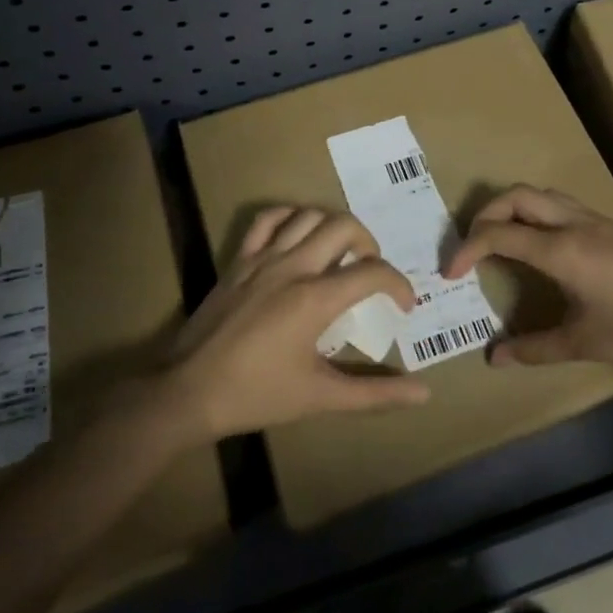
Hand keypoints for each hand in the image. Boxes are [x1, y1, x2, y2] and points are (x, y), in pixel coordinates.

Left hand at [157, 206, 430, 442]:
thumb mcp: (321, 397)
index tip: (403, 305)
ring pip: (308, 215)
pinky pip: (267, 219)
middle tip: (370, 271)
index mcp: (315, 299)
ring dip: (333, 227)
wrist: (187, 392)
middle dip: (369, 243)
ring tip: (340, 252)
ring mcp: (262, 258)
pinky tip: (299, 234)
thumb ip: (374, 394)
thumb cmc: (257, 395)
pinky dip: (291, 216)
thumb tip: (424, 394)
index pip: (373, 272)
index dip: (398, 284)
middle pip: (344, 226)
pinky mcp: (238, 260)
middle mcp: (293, 267)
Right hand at [444, 186, 612, 375]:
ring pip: (542, 195)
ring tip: (501, 240)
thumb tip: (494, 358)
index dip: (467, 250)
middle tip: (471, 246)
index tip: (450, 274)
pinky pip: (563, 206)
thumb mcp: (585, 343)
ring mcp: (598, 221)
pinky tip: (542, 248)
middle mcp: (575, 224)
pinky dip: (537, 215)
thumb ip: (535, 348)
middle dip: (484, 214)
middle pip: (517, 197)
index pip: (499, 234)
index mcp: (562, 250)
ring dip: (513, 209)